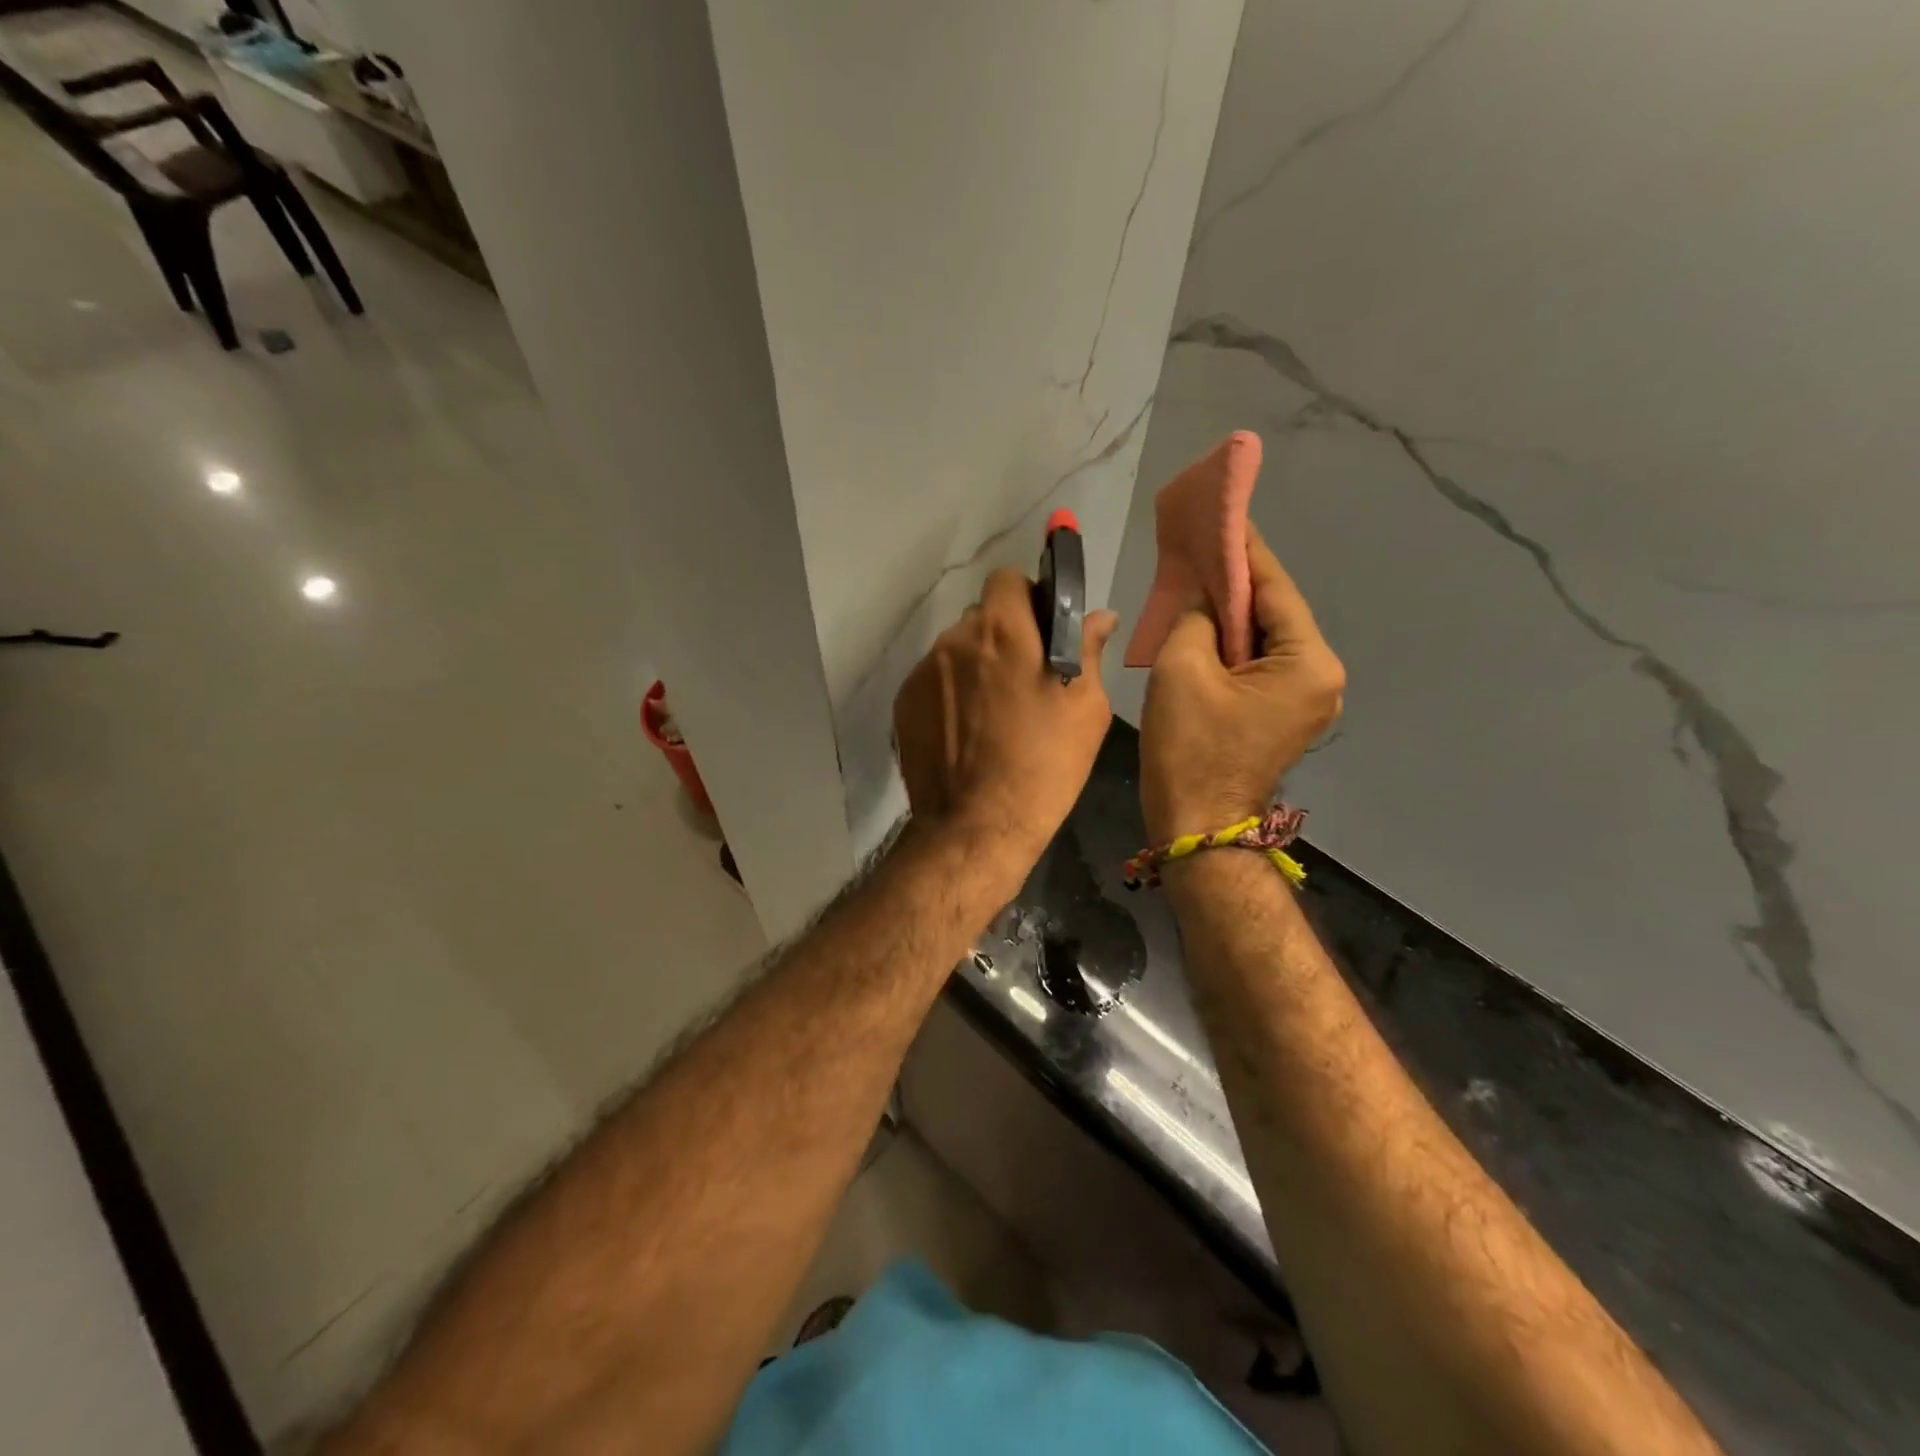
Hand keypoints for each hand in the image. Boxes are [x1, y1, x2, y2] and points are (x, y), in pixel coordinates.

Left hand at [894, 569, 1118, 864]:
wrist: (976, 826)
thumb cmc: (1044, 766)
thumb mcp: (1086, 709)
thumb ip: (1088, 651)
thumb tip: (1100, 616)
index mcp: (1003, 630)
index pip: (1007, 579)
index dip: (1027, 597)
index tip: (1042, 629)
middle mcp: (956, 639)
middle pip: (982, 616)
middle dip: (1004, 635)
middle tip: (1024, 679)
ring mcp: (924, 671)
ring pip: (957, 650)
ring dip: (977, 665)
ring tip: (994, 715)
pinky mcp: (905, 702)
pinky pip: (935, 681)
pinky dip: (952, 694)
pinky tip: (968, 733)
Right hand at [1140, 525, 1344, 841]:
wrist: (1196, 826)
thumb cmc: (1190, 748)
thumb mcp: (1182, 669)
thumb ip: (1197, 616)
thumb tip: (1206, 598)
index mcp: (1309, 662)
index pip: (1274, 588)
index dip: (1245, 549)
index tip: (1224, 514)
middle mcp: (1323, 676)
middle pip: (1274, 614)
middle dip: (1237, 583)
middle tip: (1201, 547)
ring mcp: (1309, 700)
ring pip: (1266, 639)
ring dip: (1232, 615)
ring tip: (1198, 581)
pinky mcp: (1287, 716)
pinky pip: (1261, 665)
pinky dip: (1234, 645)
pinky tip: (1206, 628)